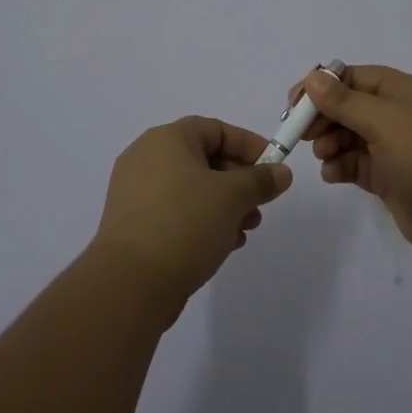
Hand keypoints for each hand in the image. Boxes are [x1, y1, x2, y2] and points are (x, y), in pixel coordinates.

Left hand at [92, 117, 292, 312]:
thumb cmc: (184, 223)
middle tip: (260, 204)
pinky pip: (175, 211)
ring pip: (191, 188)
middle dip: (239, 181)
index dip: (249, 145)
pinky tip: (222, 245)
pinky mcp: (133, 224)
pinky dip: (201, 221)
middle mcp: (147, 157)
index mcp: (167, 139)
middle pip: (204, 158)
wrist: (130, 283)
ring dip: (223, 205)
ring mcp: (136, 192)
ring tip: (245, 230)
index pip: (216, 129)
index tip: (274, 167)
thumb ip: (260, 180)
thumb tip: (281, 173)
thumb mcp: (232, 197)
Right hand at [293, 65, 411, 261]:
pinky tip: (332, 174)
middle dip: (323, 117)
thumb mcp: (384, 120)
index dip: (323, 86)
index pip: (354, 77)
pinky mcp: (390, 177)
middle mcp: (398, 115)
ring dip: (330, 142)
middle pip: (349, 106)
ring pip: (349, 136)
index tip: (294, 102)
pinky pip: (356, 164)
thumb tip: (314, 78)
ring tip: (323, 155)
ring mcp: (395, 147)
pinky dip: (340, 166)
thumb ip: (345, 101)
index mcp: (403, 91)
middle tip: (300, 133)